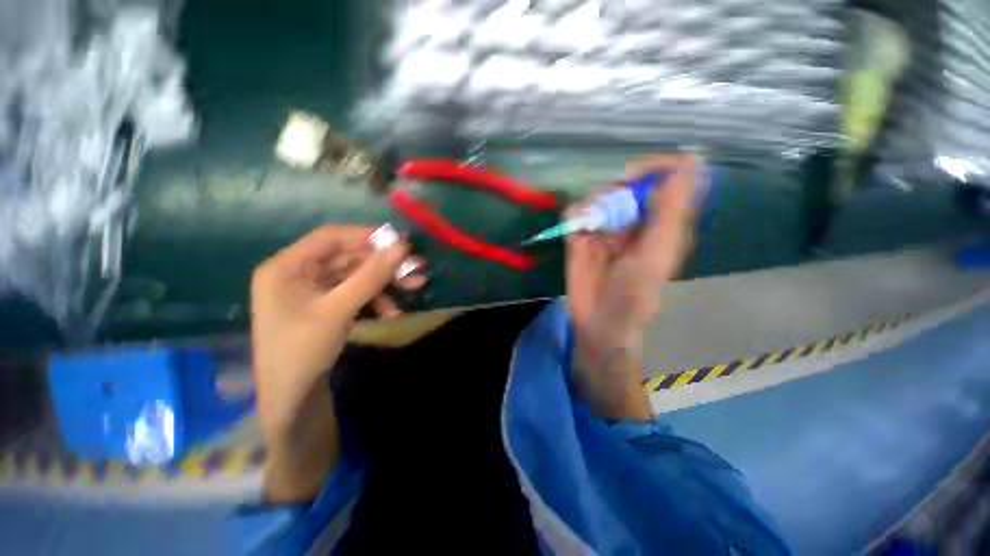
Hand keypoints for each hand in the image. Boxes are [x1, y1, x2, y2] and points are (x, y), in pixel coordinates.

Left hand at [251, 225, 424, 438]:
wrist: (291, 399)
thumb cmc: (303, 351)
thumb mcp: (339, 310)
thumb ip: (370, 276)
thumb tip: (401, 248)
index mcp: (287, 267)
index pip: (331, 237)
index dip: (366, 236)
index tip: (399, 241)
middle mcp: (298, 273)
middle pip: (348, 257)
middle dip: (383, 264)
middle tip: (415, 267)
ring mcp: (313, 290)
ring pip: (355, 275)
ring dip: (384, 282)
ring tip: (414, 287)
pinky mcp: (325, 305)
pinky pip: (354, 292)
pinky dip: (375, 299)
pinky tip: (392, 312)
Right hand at [566, 154, 698, 419]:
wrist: (598, 321)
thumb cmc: (633, 295)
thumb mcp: (656, 255)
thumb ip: (671, 211)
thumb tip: (691, 160)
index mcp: (663, 222)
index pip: (667, 176)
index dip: (652, 168)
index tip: (632, 178)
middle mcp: (635, 219)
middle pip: (628, 180)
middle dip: (615, 189)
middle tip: (607, 210)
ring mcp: (606, 226)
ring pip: (599, 193)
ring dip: (593, 204)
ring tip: (591, 229)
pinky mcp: (581, 235)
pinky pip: (575, 211)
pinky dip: (575, 216)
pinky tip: (577, 232)